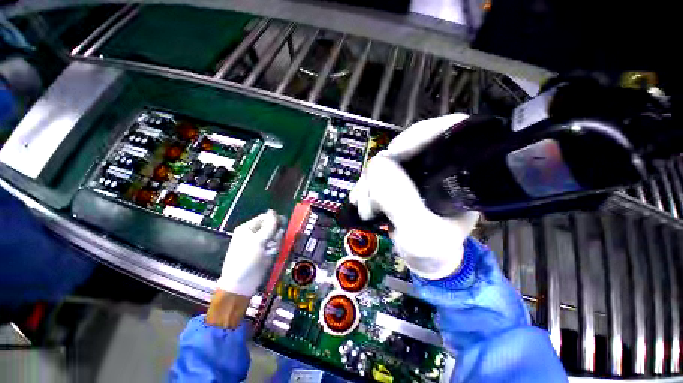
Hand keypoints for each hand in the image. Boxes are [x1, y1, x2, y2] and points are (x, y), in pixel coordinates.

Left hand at [207, 210, 283, 327]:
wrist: (242, 283)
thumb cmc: (246, 259)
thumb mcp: (258, 241)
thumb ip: (269, 226)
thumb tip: (273, 211)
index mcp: (248, 228)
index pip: (265, 217)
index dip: (274, 220)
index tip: (281, 224)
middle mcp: (255, 234)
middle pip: (272, 226)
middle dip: (275, 233)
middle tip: (271, 241)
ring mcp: (261, 243)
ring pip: (276, 236)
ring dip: (275, 242)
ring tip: (269, 250)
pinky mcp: (267, 251)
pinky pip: (276, 245)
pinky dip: (274, 249)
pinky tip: (269, 254)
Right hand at [350, 114, 478, 279]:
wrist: (426, 259)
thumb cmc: (433, 251)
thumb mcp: (421, 235)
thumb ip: (401, 202)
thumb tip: (378, 165)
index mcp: (458, 173)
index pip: (445, 131)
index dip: (416, 137)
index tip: (389, 157)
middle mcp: (437, 166)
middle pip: (403, 147)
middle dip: (380, 173)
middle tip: (370, 202)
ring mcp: (414, 172)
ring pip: (384, 161)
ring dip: (369, 185)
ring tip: (367, 211)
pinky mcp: (398, 179)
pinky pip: (375, 173)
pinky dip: (366, 187)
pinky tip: (362, 203)